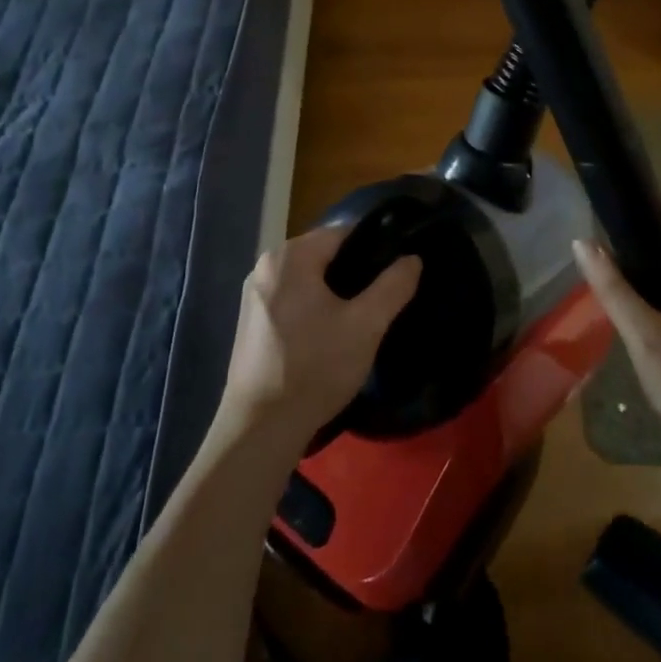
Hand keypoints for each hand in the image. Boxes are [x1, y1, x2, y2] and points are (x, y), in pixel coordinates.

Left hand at [219, 225, 420, 453]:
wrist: (261, 428)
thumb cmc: (315, 368)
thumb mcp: (366, 326)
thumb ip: (393, 286)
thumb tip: (412, 259)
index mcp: (290, 256)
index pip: (343, 233)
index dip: (374, 249)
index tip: (394, 274)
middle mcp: (265, 265)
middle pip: (323, 255)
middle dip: (353, 273)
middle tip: (379, 302)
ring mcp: (252, 294)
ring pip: (307, 279)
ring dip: (332, 293)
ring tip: (357, 320)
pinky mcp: (249, 321)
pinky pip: (290, 299)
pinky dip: (311, 308)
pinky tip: (326, 336)